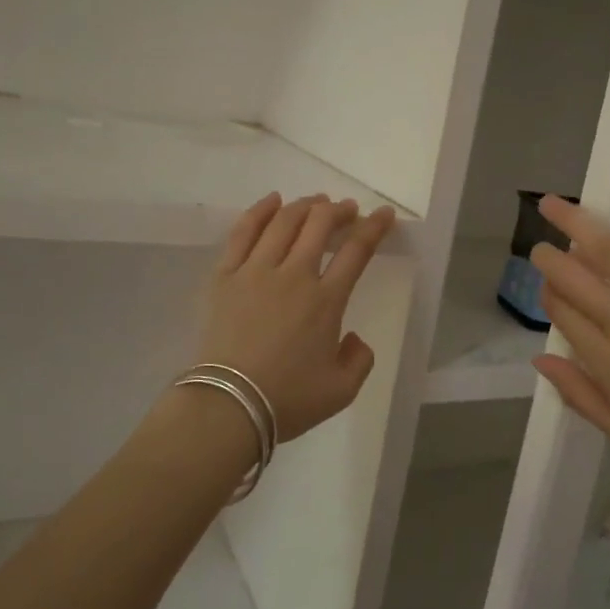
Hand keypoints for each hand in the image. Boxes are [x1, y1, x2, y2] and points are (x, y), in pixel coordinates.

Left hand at [196, 193, 396, 443]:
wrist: (229, 407)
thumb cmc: (288, 400)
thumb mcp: (342, 390)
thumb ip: (360, 360)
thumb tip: (352, 337)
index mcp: (326, 301)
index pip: (356, 251)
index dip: (374, 227)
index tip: (384, 214)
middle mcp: (294, 276)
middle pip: (319, 225)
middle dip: (339, 210)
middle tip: (347, 209)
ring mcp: (256, 271)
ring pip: (284, 222)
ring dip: (305, 206)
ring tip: (316, 202)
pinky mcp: (225, 276)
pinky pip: (243, 232)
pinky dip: (260, 211)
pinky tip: (272, 201)